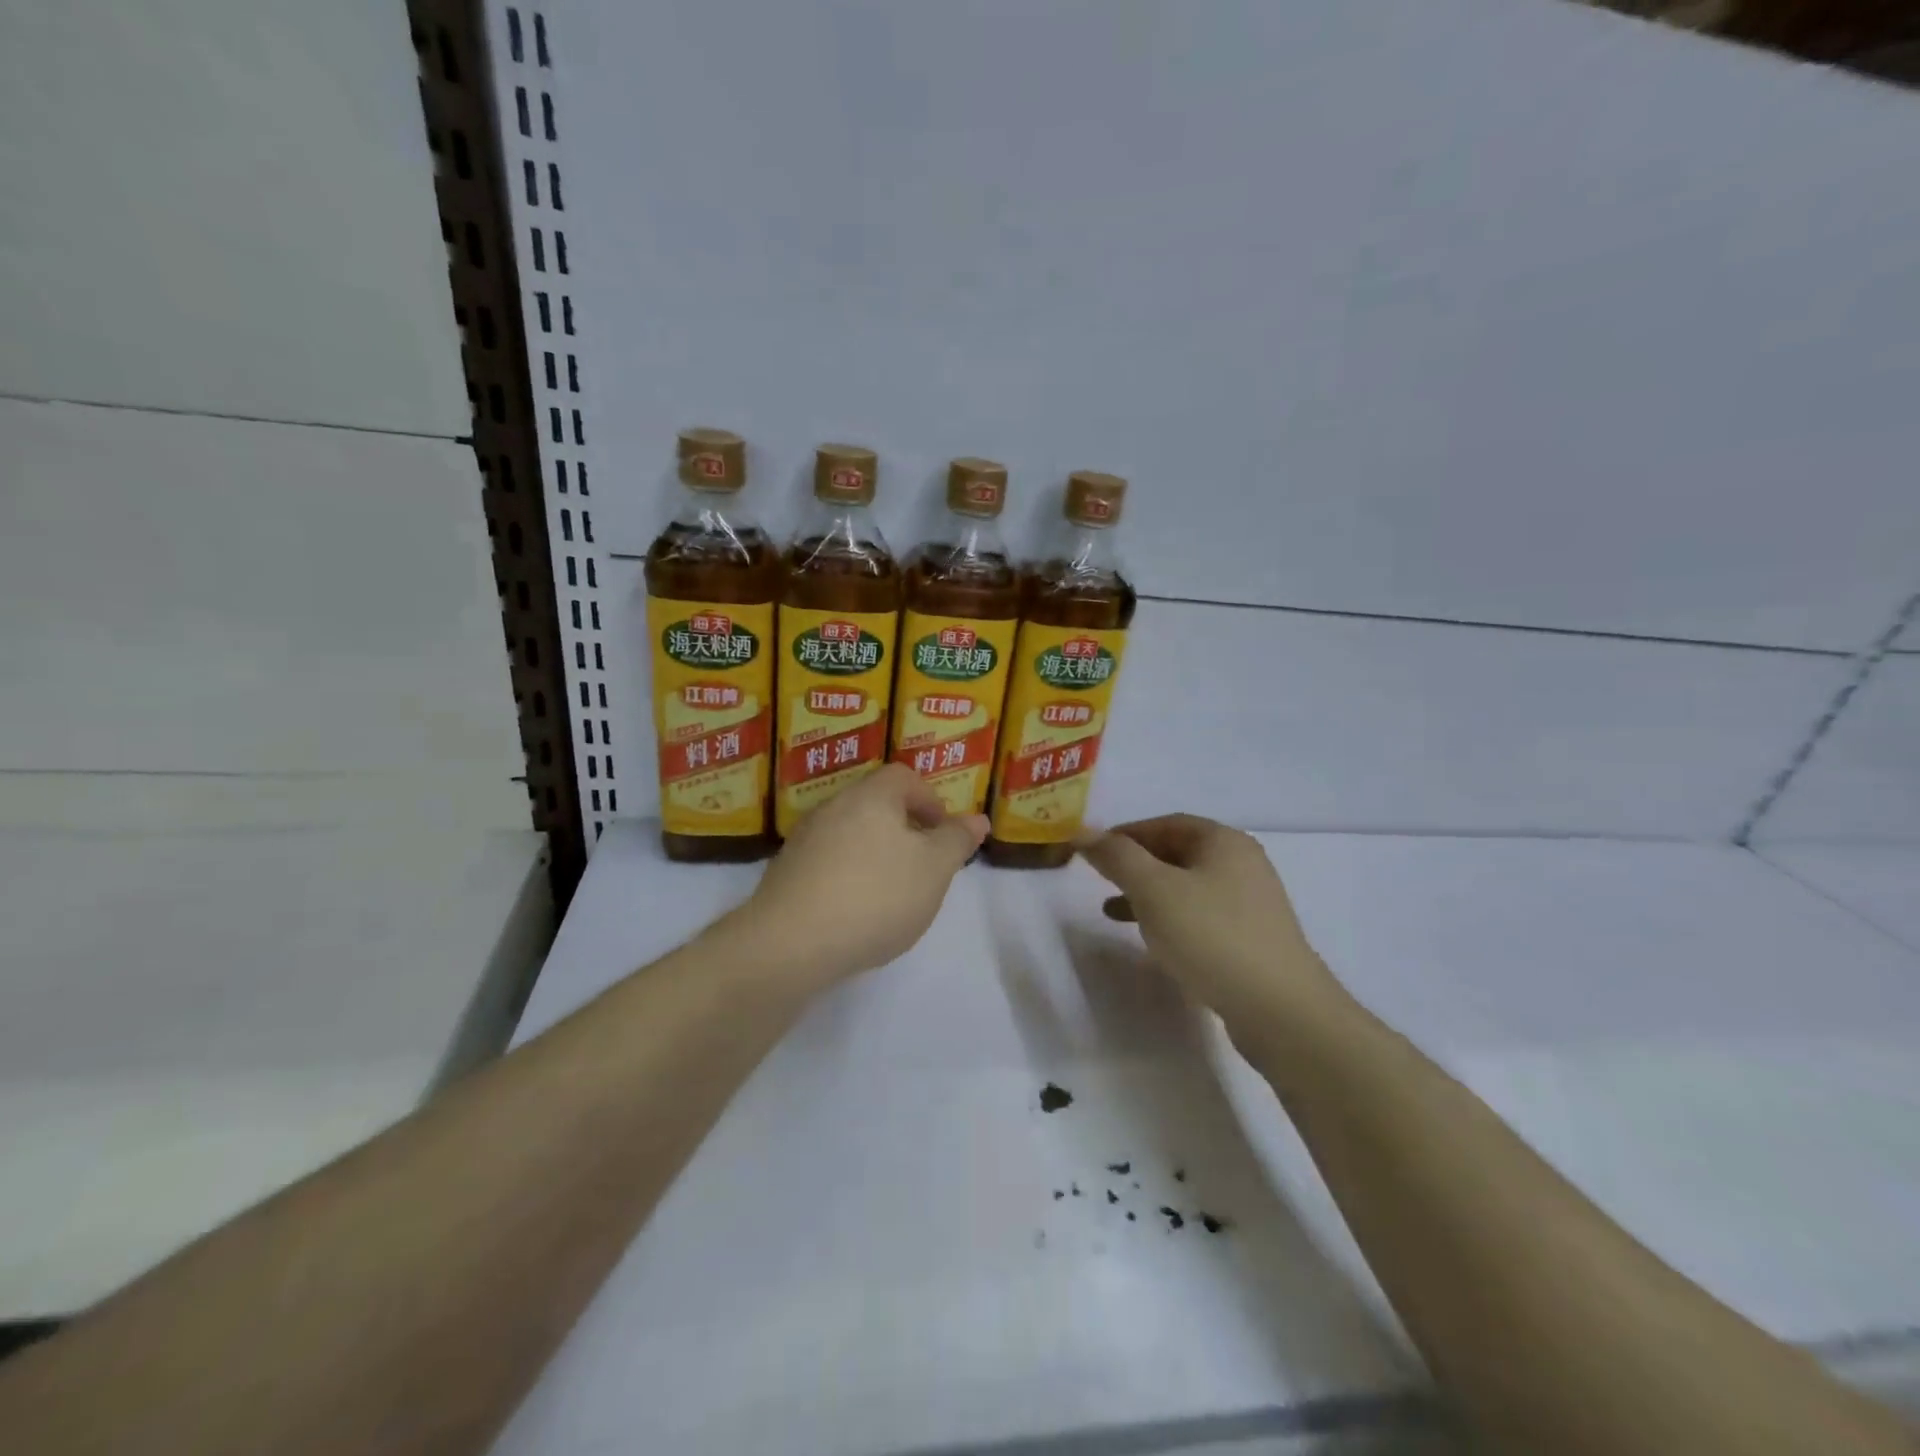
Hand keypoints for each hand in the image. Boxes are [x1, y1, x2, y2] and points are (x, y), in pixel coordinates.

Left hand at [736, 764, 986, 985]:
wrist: (790, 944)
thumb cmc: (876, 896)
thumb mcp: (934, 869)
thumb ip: (956, 841)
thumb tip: (977, 818)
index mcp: (870, 797)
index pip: (903, 777)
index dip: (929, 799)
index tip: (943, 833)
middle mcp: (833, 808)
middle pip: (875, 805)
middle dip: (904, 830)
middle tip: (923, 865)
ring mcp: (803, 841)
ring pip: (850, 835)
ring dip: (875, 854)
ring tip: (892, 894)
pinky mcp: (785, 874)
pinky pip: (827, 863)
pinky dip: (848, 877)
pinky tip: (855, 912)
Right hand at [1073, 815, 1346, 1041]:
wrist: (1281, 1011)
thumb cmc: (1212, 937)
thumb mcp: (1154, 890)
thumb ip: (1117, 857)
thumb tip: (1084, 832)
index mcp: (1224, 841)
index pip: (1165, 823)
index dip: (1125, 834)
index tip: (1092, 852)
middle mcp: (1242, 864)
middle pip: (1177, 852)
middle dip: (1135, 864)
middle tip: (1100, 880)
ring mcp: (1251, 904)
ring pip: (1187, 887)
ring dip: (1148, 894)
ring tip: (1113, 912)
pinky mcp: (1252, 940)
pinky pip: (1201, 917)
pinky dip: (1171, 920)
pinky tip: (1155, 941)